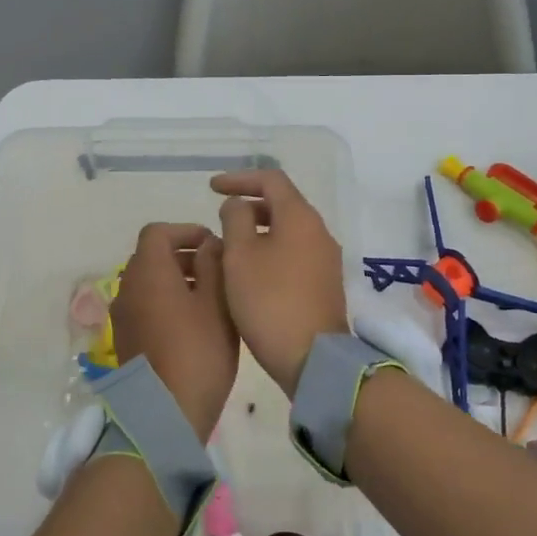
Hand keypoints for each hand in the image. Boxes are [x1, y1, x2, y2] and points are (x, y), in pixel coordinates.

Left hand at [109, 224, 238, 441]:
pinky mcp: (125, 340)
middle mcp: (127, 287)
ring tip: (209, 297)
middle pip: (151, 256)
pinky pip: (144, 306)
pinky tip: (193, 323)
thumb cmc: (198, 351)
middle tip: (216, 269)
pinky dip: (165, 301)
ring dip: (175, 279)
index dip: (186, 231)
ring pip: (148, 282)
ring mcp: (123, 316)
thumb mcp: (216, 302)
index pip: (157, 232)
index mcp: (148, 271)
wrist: (165, 413)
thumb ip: (213, 264)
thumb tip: (208, 244)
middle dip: (183, 255)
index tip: (212, 244)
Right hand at [210, 169, 347, 397]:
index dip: (239, 178)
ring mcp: (325, 258)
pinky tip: (250, 270)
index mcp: (299, 217)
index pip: (271, 179)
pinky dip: (270, 249)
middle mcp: (318, 231)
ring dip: (258, 229)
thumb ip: (235, 219)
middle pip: (282, 203)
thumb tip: (238, 205)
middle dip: (249, 204)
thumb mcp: (239, 255)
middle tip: (220, 215)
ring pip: (288, 230)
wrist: (312, 357)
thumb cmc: (269, 300)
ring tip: (230, 244)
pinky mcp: (324, 283)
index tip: (211, 188)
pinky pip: (294, 252)